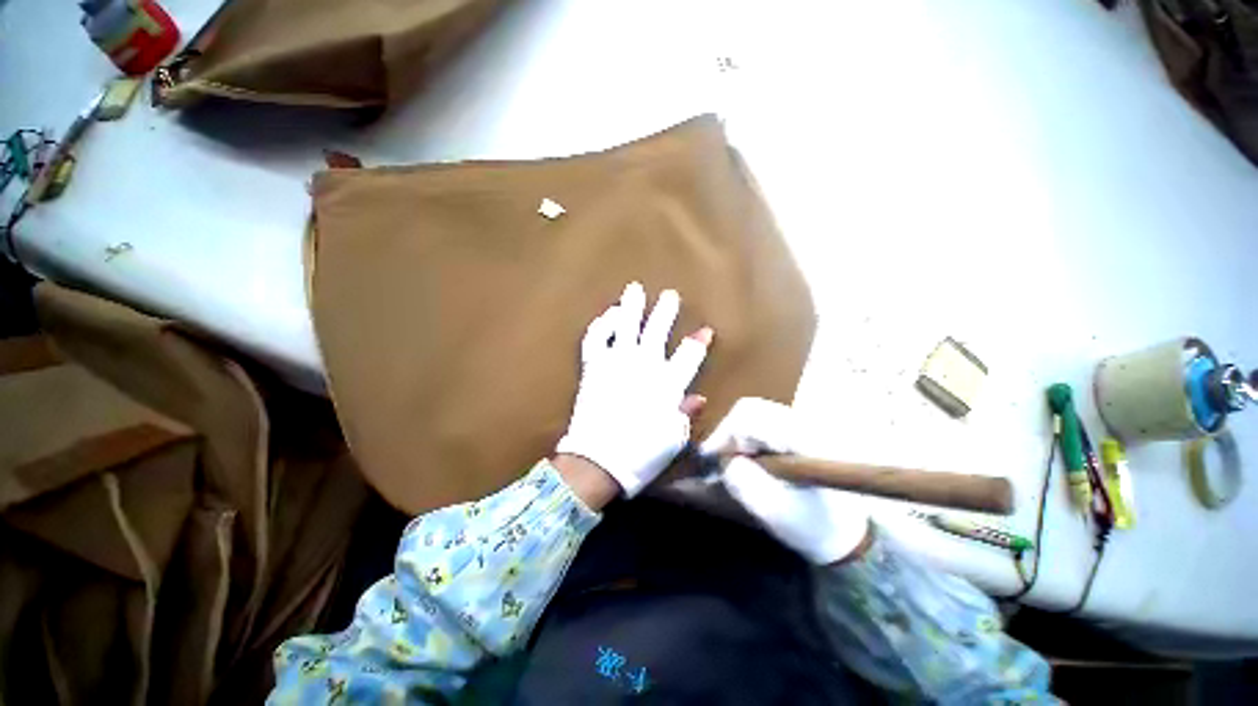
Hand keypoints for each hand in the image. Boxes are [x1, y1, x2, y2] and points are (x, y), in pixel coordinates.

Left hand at [557, 282, 711, 498]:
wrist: (598, 461)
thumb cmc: (641, 455)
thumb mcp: (673, 440)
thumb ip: (685, 414)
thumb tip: (697, 397)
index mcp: (667, 385)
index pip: (689, 356)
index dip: (698, 342)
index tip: (705, 330)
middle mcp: (643, 366)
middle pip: (657, 331)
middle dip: (665, 311)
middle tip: (670, 294)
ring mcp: (615, 363)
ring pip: (625, 326)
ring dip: (632, 306)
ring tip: (635, 288)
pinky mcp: (593, 367)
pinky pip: (595, 339)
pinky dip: (600, 325)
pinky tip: (607, 314)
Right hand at [699, 398, 871, 564]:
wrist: (850, 532)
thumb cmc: (815, 527)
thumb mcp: (776, 514)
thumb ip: (745, 485)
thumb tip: (724, 461)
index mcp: (803, 439)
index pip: (750, 418)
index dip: (724, 434)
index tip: (711, 458)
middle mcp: (804, 422)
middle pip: (751, 409)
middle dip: (729, 432)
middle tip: (722, 459)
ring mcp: (803, 423)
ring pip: (755, 412)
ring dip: (736, 434)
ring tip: (734, 459)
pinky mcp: (798, 428)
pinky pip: (763, 420)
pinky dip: (747, 435)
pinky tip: (748, 456)